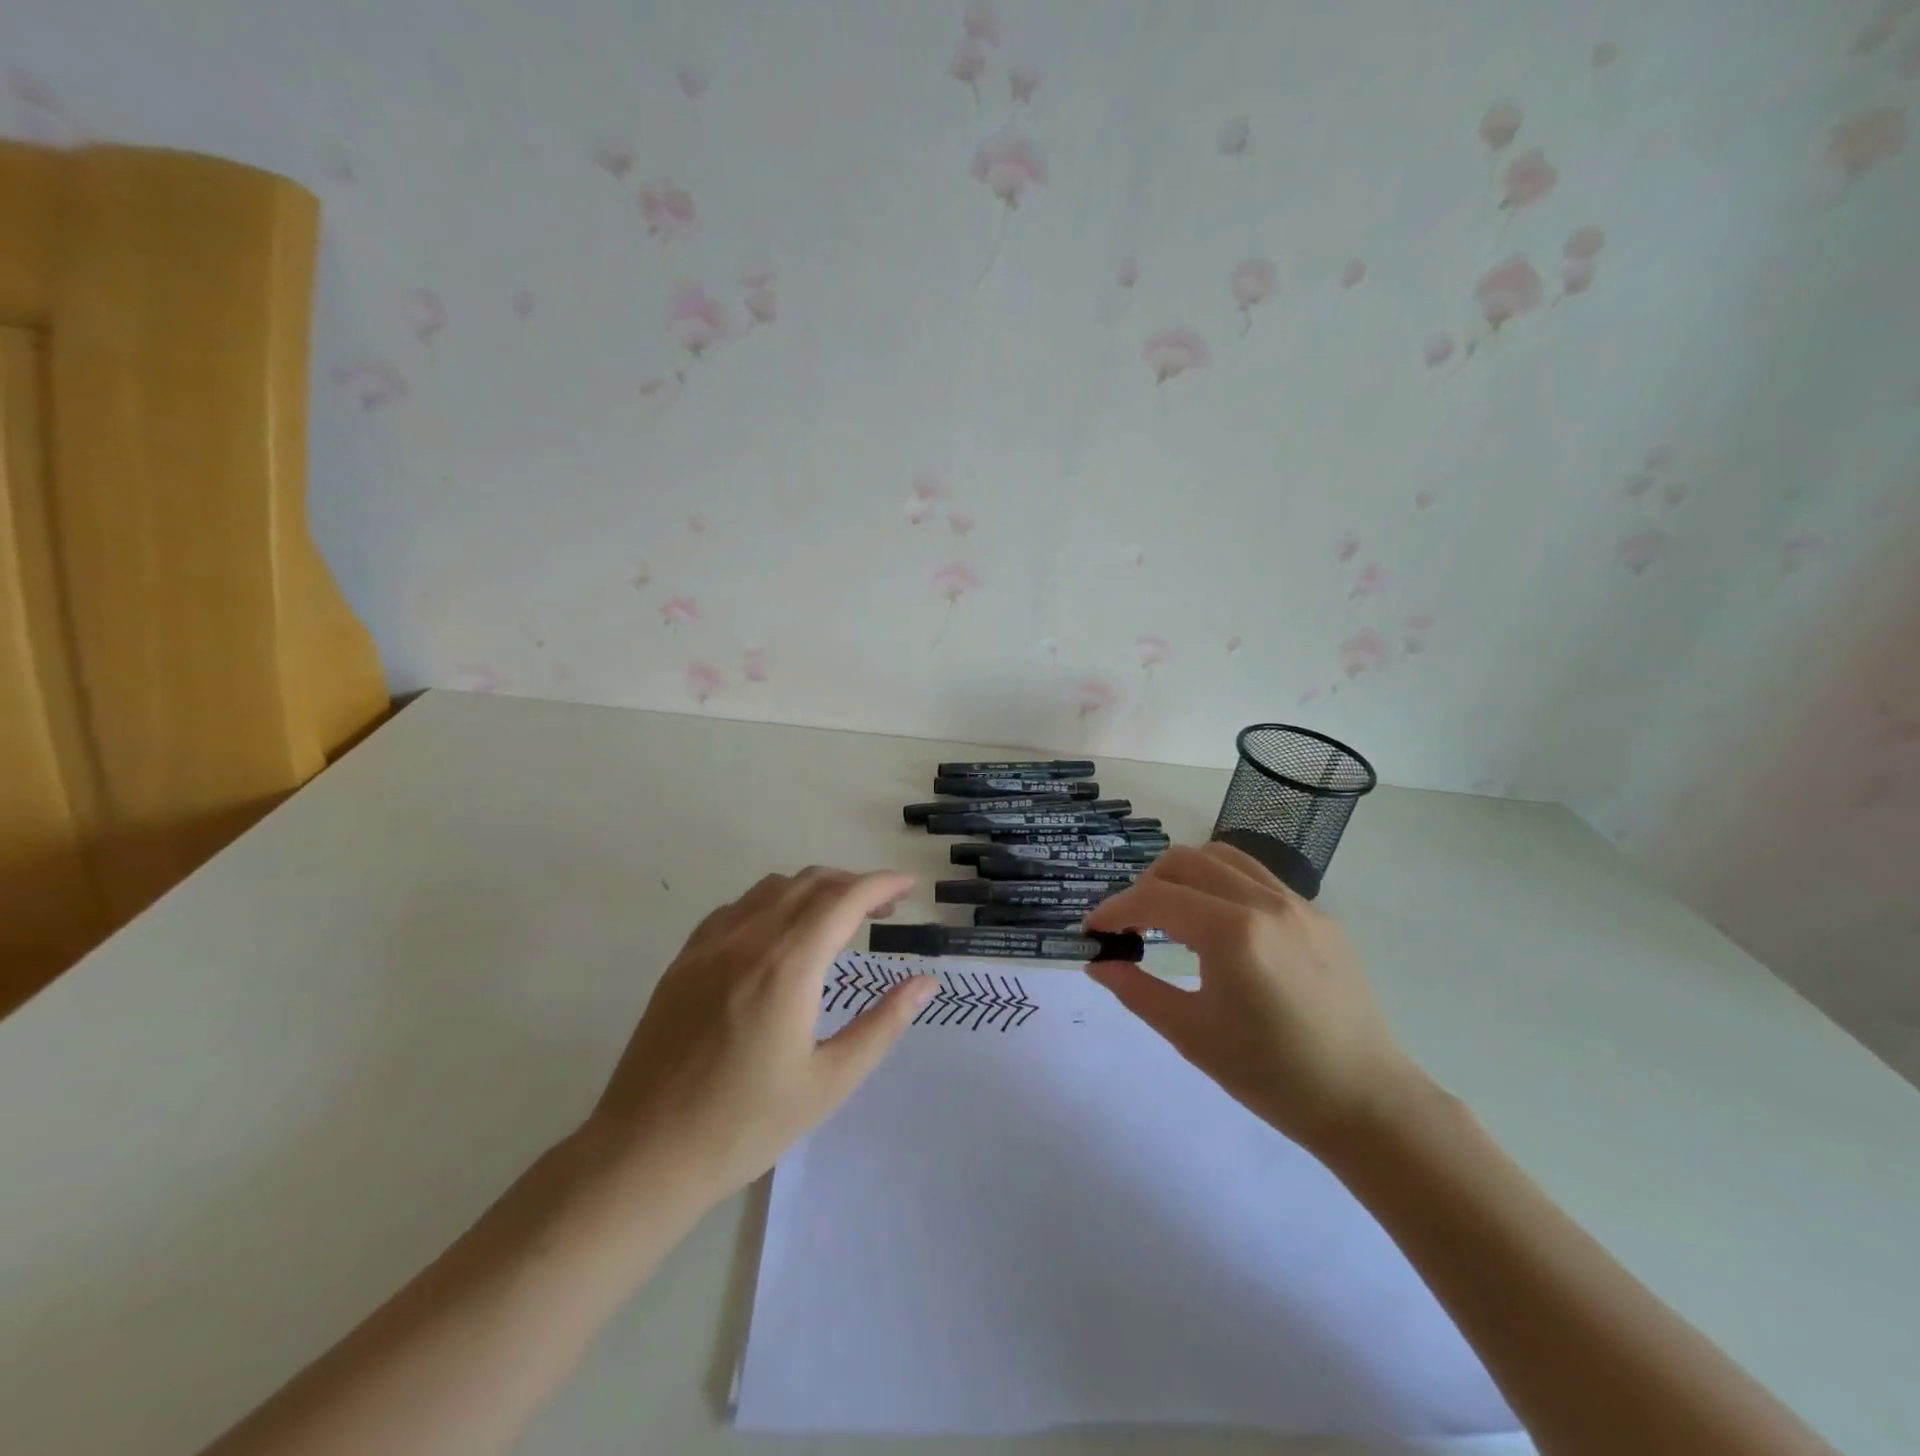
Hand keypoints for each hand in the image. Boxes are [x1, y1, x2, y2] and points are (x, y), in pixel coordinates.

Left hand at [584, 868, 936, 1212]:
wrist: (644, 1155)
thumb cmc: (746, 1125)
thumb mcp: (829, 1082)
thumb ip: (882, 1025)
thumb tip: (925, 982)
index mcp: (788, 966)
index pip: (844, 899)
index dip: (883, 884)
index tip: (910, 887)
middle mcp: (748, 940)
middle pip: (811, 883)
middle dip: (854, 884)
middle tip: (883, 910)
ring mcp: (710, 946)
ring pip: (772, 888)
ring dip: (814, 889)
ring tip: (836, 920)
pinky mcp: (684, 960)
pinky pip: (737, 908)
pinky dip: (772, 903)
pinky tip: (779, 936)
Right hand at [1083, 842, 1421, 1154]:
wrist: (1364, 1101)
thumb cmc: (1270, 1075)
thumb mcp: (1191, 1034)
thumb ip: (1135, 990)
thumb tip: (1098, 963)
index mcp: (1232, 933)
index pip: (1154, 897)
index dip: (1114, 910)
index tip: (1093, 930)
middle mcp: (1264, 902)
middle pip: (1184, 861)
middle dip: (1146, 885)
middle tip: (1132, 924)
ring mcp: (1297, 903)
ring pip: (1222, 857)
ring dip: (1185, 875)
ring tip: (1173, 914)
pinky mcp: (1319, 915)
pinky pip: (1257, 878)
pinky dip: (1223, 886)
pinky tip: (1221, 928)